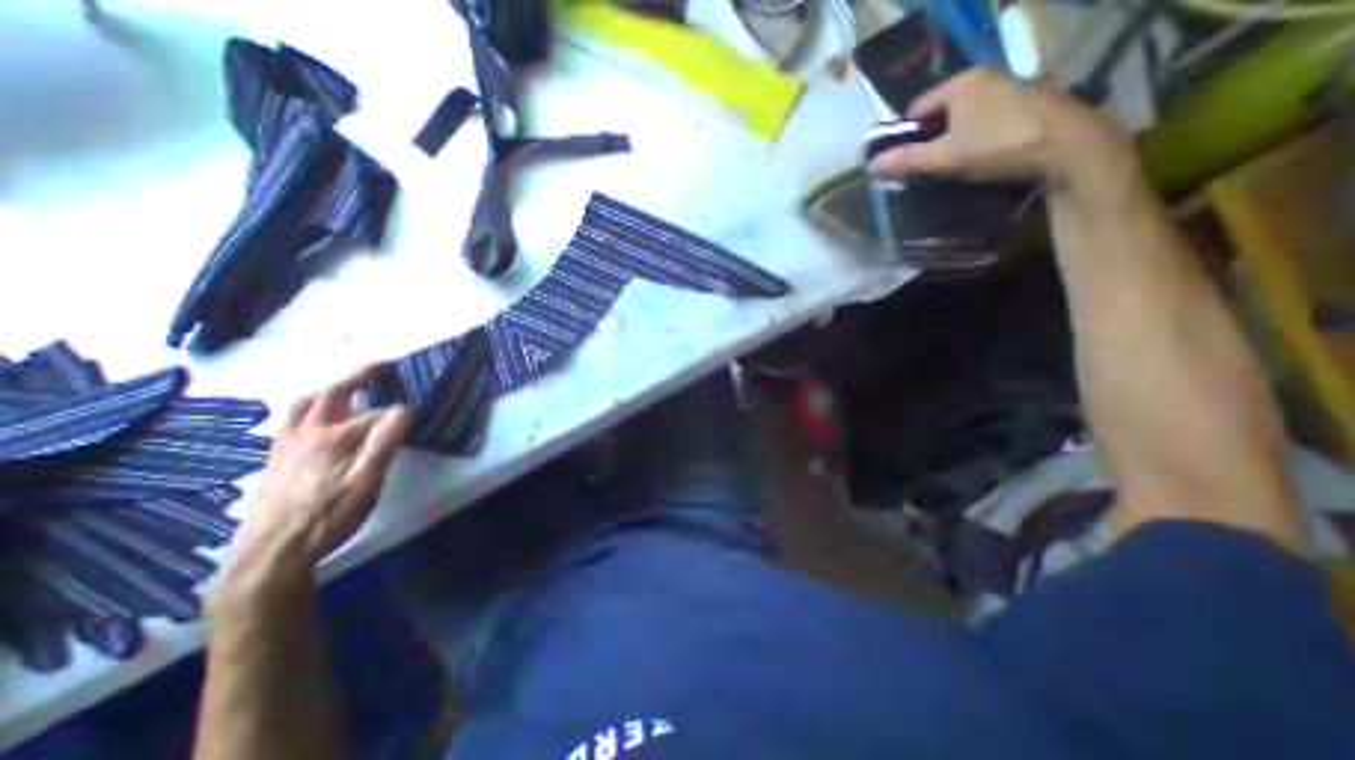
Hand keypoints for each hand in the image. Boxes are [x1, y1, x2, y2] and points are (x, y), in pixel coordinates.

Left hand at [225, 364, 409, 585]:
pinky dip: (308, 410)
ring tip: (344, 387)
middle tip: (380, 366)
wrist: (270, 553)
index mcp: (334, 436)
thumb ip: (385, 441)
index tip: (414, 415)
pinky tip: (314, 423)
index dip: (397, 414)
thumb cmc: (329, 515)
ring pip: (303, 405)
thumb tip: (403, 409)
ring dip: (327, 390)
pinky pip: (290, 422)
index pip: (375, 414)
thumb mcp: (368, 480)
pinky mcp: (275, 461)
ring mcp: (285, 446)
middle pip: (330, 394)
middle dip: (357, 375)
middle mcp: (306, 433)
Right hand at [868, 65, 1133, 189]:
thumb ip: (907, 160)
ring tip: (954, 161)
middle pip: (942, 109)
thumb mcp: (945, 157)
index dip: (907, 134)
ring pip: (965, 113)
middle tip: (929, 163)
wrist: (1067, 145)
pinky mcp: (1028, 98)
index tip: (906, 158)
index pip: (918, 107)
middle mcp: (986, 75)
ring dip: (954, 135)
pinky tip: (982, 152)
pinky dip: (976, 132)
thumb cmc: (997, 146)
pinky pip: (986, 115)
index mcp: (962, 83)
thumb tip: (871, 166)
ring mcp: (1010, 85)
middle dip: (931, 136)